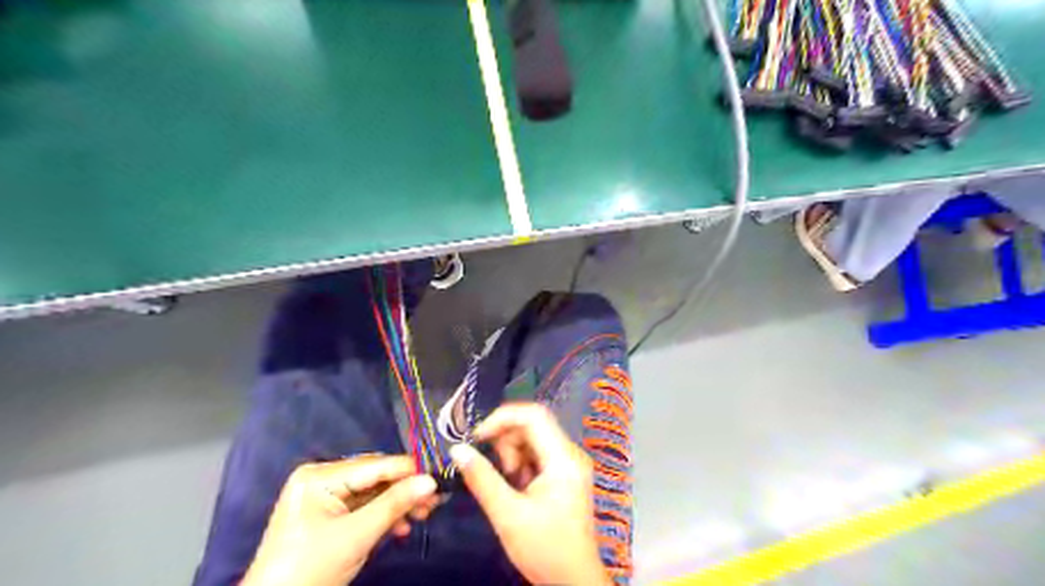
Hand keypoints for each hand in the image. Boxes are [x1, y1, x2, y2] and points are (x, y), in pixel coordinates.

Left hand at [244, 457, 436, 585]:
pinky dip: (383, 517)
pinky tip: (402, 527)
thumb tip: (431, 481)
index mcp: (319, 476)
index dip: (410, 470)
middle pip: (376, 478)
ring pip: (374, 493)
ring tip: (424, 515)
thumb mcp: (356, 536)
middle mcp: (321, 479)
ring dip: (398, 505)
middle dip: (405, 490)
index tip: (440, 476)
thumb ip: (395, 504)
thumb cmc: (309, 570)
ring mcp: (324, 497)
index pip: (375, 465)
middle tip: (435, 501)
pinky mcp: (329, 516)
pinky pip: (364, 508)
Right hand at [451, 405, 612, 582]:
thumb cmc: (545, 550)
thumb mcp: (508, 515)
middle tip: (492, 470)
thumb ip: (482, 479)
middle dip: (505, 441)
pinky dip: (520, 465)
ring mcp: (569, 463)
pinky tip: (515, 489)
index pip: (534, 416)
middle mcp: (570, 453)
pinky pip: (537, 455)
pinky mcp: (564, 474)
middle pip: (533, 425)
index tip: (476, 437)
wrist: (574, 583)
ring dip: (511, 455)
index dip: (502, 418)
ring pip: (533, 439)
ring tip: (506, 486)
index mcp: (564, 458)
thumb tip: (457, 449)